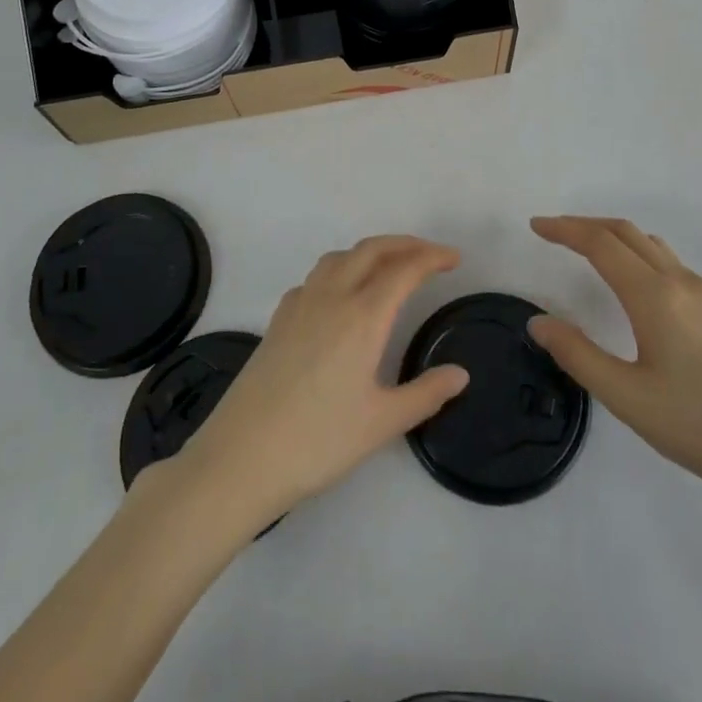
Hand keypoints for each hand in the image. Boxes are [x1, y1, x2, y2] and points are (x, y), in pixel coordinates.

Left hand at [166, 236, 469, 531]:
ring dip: (371, 252)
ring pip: (340, 257)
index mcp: (363, 316)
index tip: (454, 259)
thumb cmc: (318, 441)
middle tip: (430, 255)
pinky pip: (316, 277)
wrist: (241, 456)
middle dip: (405, 244)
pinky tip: (342, 297)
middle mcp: (332, 297)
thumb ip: (426, 394)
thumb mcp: (382, 423)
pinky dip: (340, 270)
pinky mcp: (278, 319)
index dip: (432, 257)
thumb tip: (460, 374)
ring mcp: (300, 304)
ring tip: (390, 268)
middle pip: (372, 250)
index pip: (404, 269)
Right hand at [526, 216, 701, 512]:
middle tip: (551, 232)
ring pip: (650, 244)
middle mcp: (680, 282)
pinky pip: (668, 261)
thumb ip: (578, 355)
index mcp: (655, 296)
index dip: (564, 230)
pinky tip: (631, 283)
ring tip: (584, 250)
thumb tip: (539, 322)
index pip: (600, 244)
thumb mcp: (628, 399)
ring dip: (612, 236)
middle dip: (584, 225)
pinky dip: (636, 253)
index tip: (535, 226)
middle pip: (625, 232)